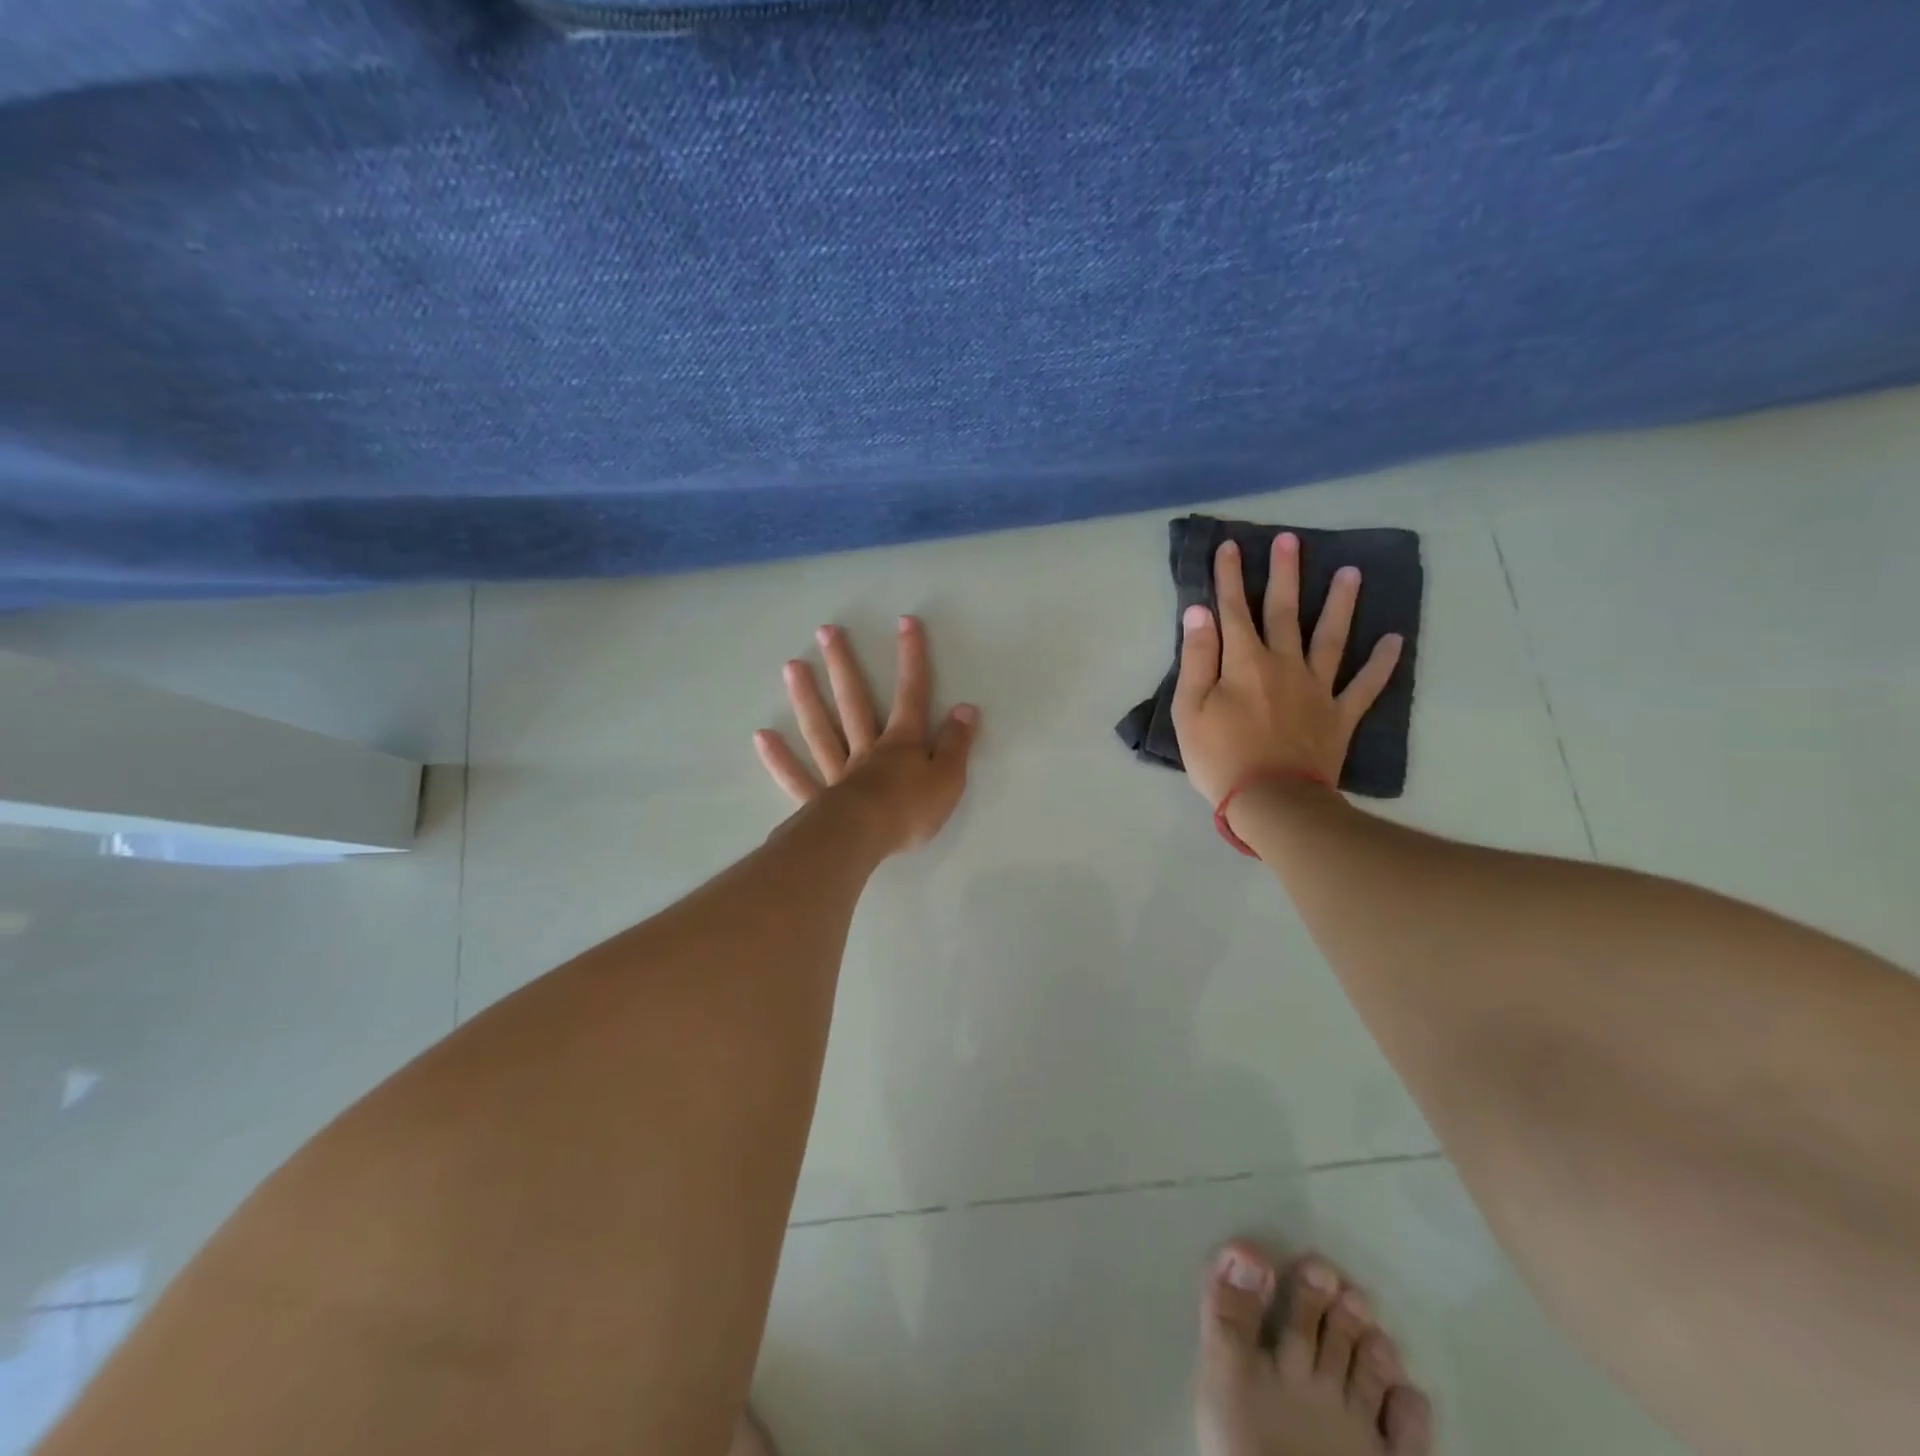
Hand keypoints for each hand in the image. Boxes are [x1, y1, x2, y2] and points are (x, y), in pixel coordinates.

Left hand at [754, 615, 978, 854]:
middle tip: (825, 632)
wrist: (864, 840)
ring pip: (821, 730)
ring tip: (791, 667)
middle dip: (843, 666)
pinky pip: (796, 777)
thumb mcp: (948, 778)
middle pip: (854, 702)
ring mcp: (838, 773)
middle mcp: (866, 749)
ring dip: (807, 698)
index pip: (911, 695)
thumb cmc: (910, 810)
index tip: (905, 622)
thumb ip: (957, 744)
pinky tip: (762, 736)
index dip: (911, 659)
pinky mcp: (818, 800)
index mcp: (901, 744)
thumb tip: (966, 708)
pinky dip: (779, 758)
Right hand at [1172, 535, 1402, 806]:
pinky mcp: (1339, 715)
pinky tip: (1395, 640)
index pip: (1233, 610)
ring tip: (1351, 572)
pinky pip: (1365, 685)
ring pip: (1331, 637)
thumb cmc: (1220, 757)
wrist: (1272, 801)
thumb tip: (1199, 613)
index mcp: (1244, 663)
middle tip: (1291, 540)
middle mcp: (1284, 664)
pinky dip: (1382, 663)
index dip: (1229, 577)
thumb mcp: (1190, 710)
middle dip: (1284, 573)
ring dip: (1340, 603)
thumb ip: (1197, 659)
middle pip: (1284, 611)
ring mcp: (1317, 688)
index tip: (1230, 545)